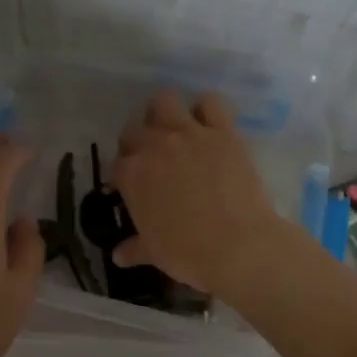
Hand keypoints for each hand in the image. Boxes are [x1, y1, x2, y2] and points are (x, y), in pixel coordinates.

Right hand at [109, 91, 287, 293]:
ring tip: (174, 132)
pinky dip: (207, 109)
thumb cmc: (189, 254)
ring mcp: (190, 134)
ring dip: (164, 113)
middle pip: (134, 130)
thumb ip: (134, 248)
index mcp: (132, 175)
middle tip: (152, 161)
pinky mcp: (223, 131)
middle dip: (138, 143)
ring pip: (164, 101)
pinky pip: (210, 103)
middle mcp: (155, 146)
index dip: (124, 175)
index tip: (133, 187)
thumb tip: (119, 255)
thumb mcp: (155, 253)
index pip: (117, 165)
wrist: (239, 246)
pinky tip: (208, 125)